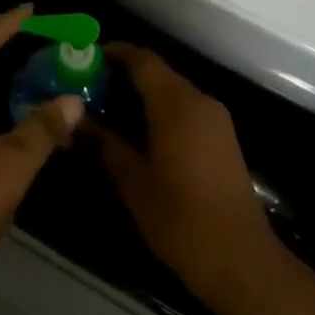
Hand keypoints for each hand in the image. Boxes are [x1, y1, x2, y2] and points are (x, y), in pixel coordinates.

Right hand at [96, 44, 282, 314]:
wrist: (241, 261)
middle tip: (87, 86)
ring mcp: (216, 120)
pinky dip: (159, 110)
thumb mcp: (132, 181)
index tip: (83, 57)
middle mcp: (200, 101)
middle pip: (157, 72)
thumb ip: (103, 144)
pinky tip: (137, 131)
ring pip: (172, 91)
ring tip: (105, 108)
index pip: (142, 59)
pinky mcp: (223, 139)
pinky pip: (185, 109)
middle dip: (122, 74)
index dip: (112, 53)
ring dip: (141, 94)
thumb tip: (74, 122)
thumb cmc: (180, 218)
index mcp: (176, 104)